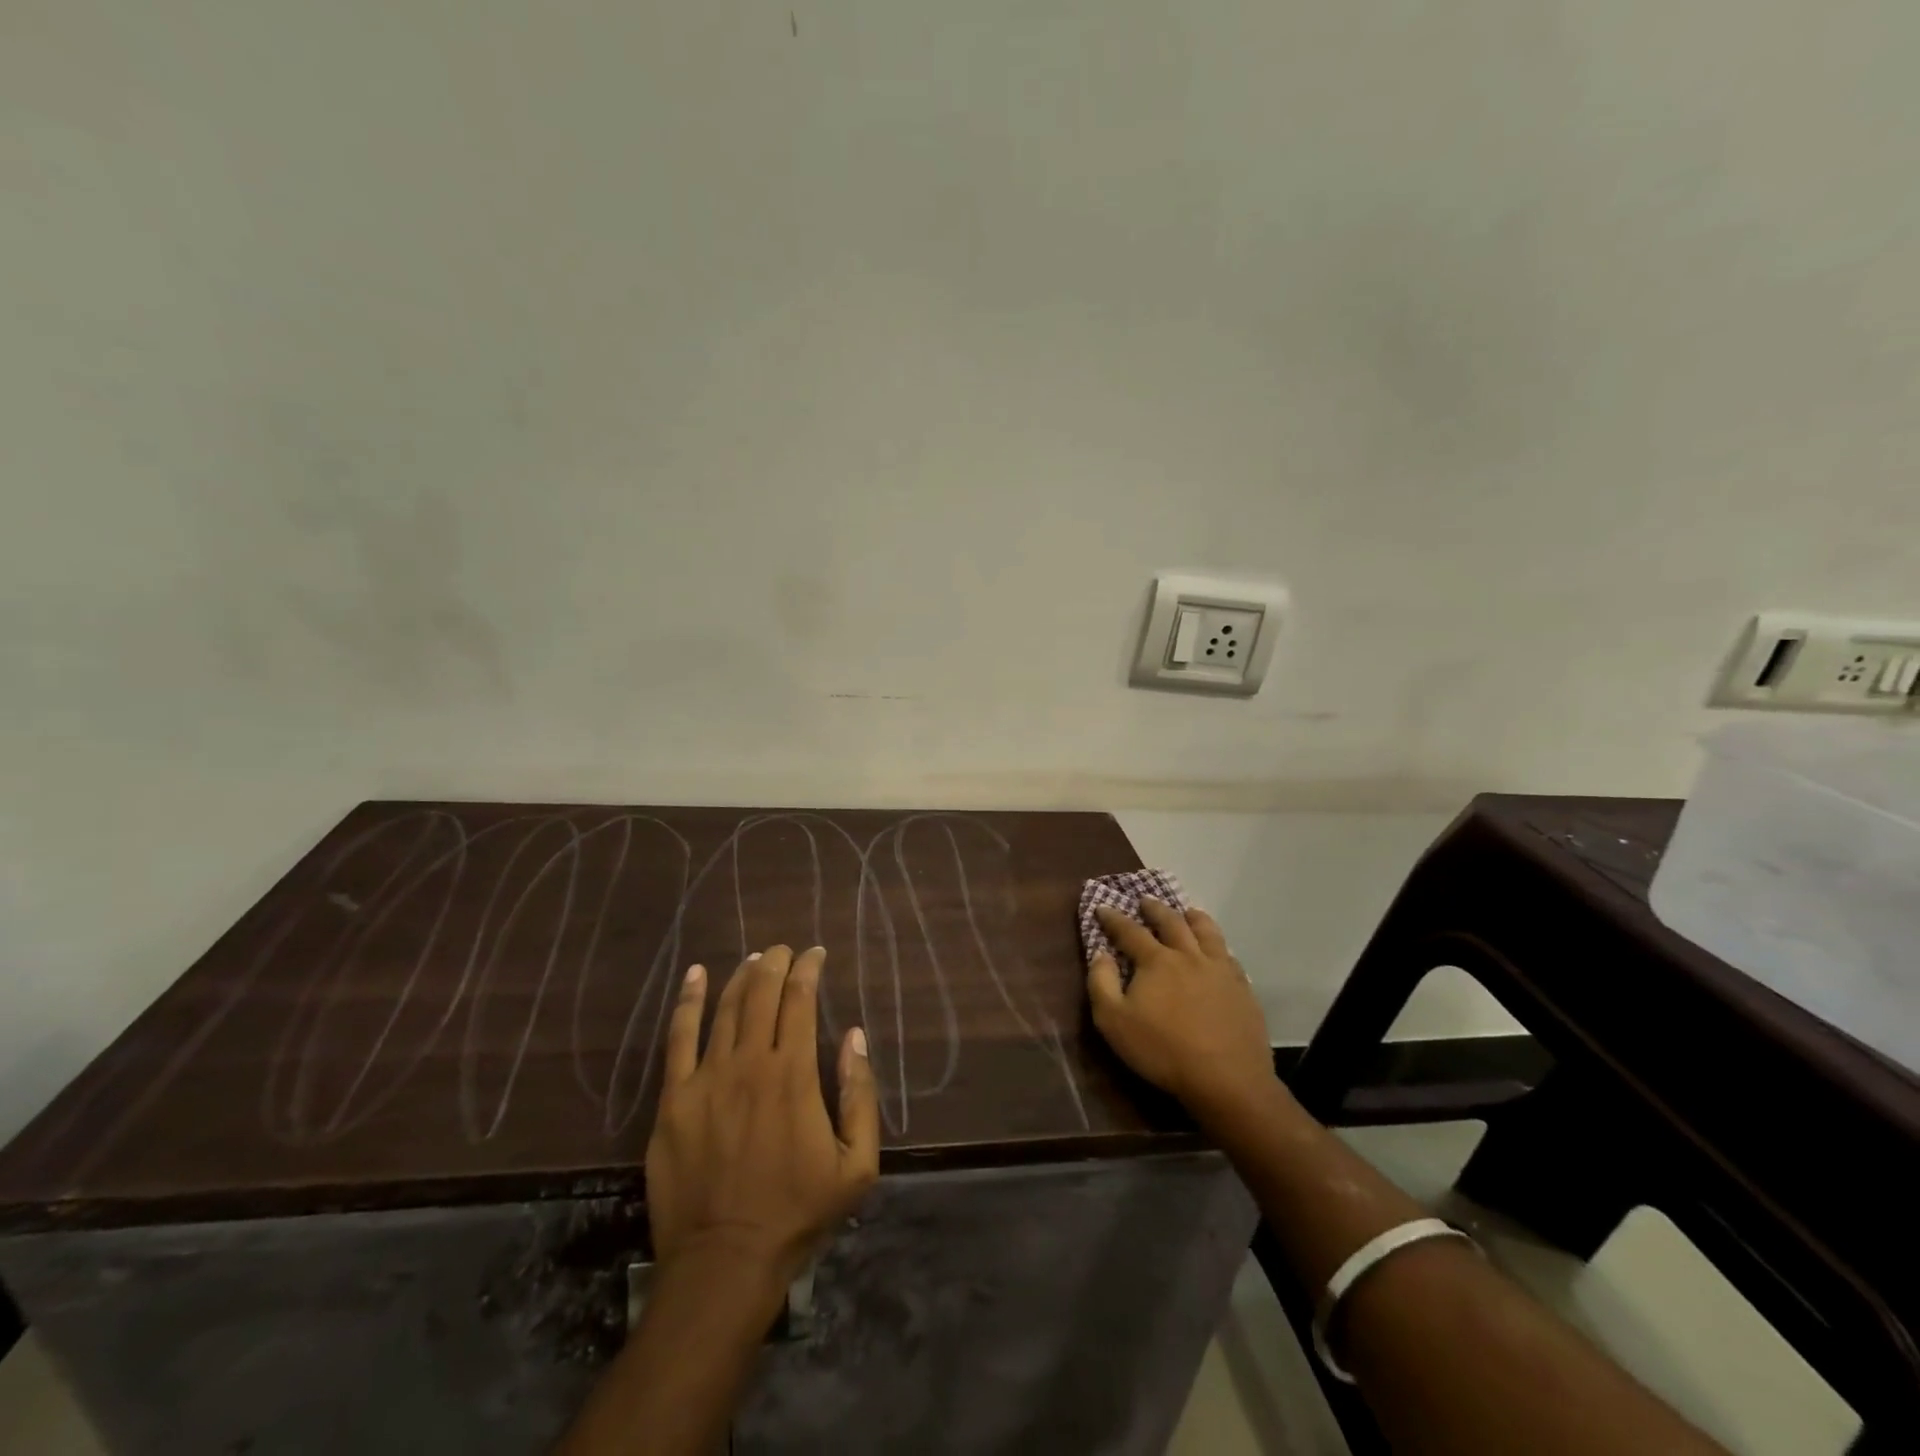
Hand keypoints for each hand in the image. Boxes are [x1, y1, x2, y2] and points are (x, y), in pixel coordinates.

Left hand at [645, 946, 879, 1288]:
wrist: (724, 1263)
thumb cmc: (797, 1213)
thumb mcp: (856, 1164)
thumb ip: (860, 1095)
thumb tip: (854, 1036)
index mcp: (794, 1075)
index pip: (800, 1001)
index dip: (808, 970)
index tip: (816, 954)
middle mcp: (749, 1064)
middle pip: (761, 994)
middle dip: (775, 963)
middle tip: (784, 949)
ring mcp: (706, 1079)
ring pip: (725, 1009)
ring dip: (741, 976)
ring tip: (753, 959)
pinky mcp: (674, 1100)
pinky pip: (678, 1037)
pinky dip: (689, 1001)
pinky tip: (696, 975)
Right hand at [1088, 899, 1275, 1123]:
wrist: (1227, 1080)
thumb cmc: (1163, 1051)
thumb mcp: (1114, 1022)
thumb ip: (1101, 983)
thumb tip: (1100, 953)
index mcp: (1157, 961)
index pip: (1130, 931)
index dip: (1113, 918)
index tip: (1103, 908)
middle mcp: (1189, 955)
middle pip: (1171, 922)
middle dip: (1155, 909)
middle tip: (1145, 901)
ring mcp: (1220, 970)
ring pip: (1207, 932)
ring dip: (1193, 918)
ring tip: (1187, 912)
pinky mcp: (1243, 989)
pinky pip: (1229, 957)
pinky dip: (1218, 947)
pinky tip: (1218, 952)